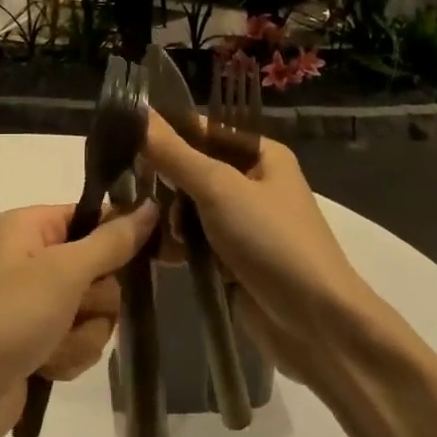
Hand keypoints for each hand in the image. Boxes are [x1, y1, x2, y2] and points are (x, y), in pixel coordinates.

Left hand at [0, 200, 156, 436]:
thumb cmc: (8, 319)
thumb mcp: (63, 273)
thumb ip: (111, 242)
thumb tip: (152, 206)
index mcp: (31, 227)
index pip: (95, 216)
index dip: (121, 236)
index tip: (155, 253)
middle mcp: (35, 258)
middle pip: (102, 269)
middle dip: (96, 301)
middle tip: (71, 310)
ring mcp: (38, 303)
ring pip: (97, 311)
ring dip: (82, 335)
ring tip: (51, 347)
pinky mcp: (41, 342)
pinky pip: (82, 340)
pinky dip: (70, 356)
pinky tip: (45, 367)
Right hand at [144, 113, 378, 390]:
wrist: (317, 324)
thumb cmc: (272, 241)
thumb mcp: (219, 189)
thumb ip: (175, 153)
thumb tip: (137, 111)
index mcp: (260, 154)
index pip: (203, 129)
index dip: (164, 131)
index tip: (119, 136)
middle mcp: (253, 183)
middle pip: (193, 170)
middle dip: (160, 180)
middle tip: (119, 187)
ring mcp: (243, 224)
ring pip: (189, 208)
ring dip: (165, 217)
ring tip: (130, 223)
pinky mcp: (232, 260)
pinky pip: (194, 242)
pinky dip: (174, 245)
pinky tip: (146, 251)